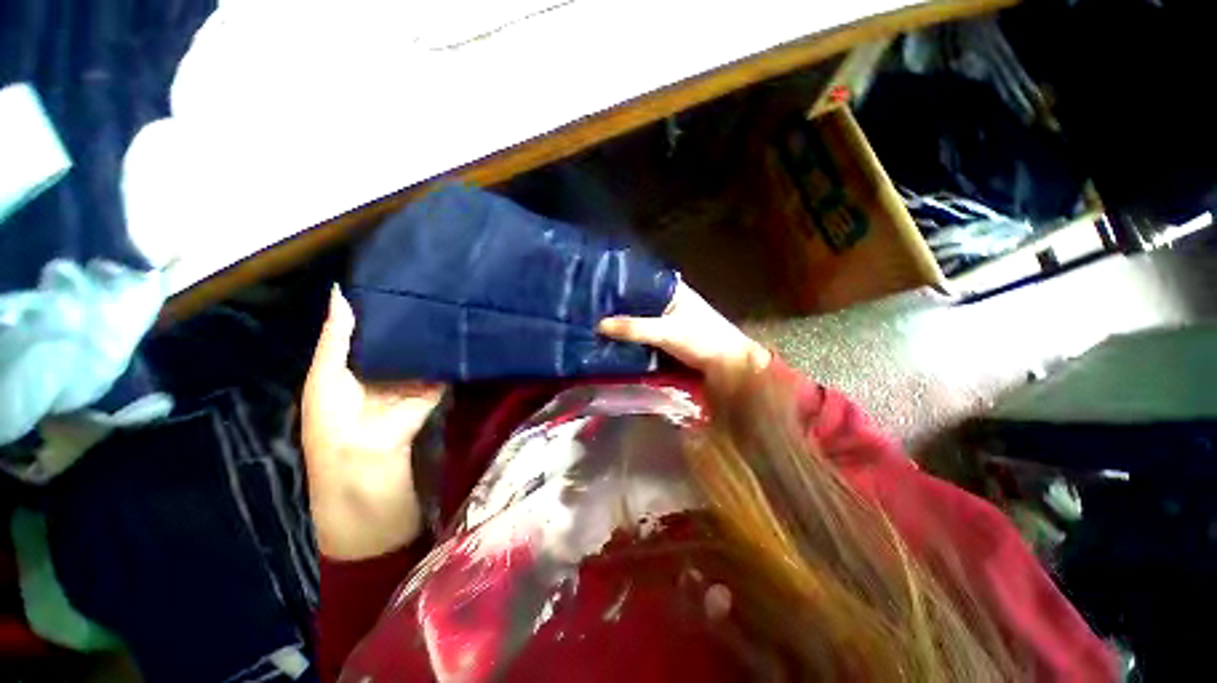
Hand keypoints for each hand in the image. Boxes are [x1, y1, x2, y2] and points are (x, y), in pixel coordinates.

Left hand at [302, 286, 444, 560]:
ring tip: (445, 303)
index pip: (368, 330)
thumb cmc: (333, 423)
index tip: (396, 279)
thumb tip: (341, 292)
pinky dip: (448, 357)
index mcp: (354, 366)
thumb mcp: (326, 375)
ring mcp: (411, 382)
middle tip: (428, 286)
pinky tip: (458, 333)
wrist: (366, 466)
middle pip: (399, 340)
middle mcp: (384, 371)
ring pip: (421, 354)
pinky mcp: (432, 392)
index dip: (378, 308)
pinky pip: (441, 371)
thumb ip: (337, 337)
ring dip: (430, 337)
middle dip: (410, 319)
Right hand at [598, 281, 770, 387]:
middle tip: (586, 305)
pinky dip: (629, 335)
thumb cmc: (703, 340)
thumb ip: (634, 328)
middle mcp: (666, 301)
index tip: (592, 283)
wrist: (728, 367)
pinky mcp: (664, 338)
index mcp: (671, 289)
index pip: (639, 278)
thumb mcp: (667, 332)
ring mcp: (665, 320)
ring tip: (591, 320)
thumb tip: (599, 325)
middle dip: (615, 304)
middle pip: (635, 299)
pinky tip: (609, 338)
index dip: (618, 280)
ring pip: (637, 317)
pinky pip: (642, 333)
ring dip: (621, 321)